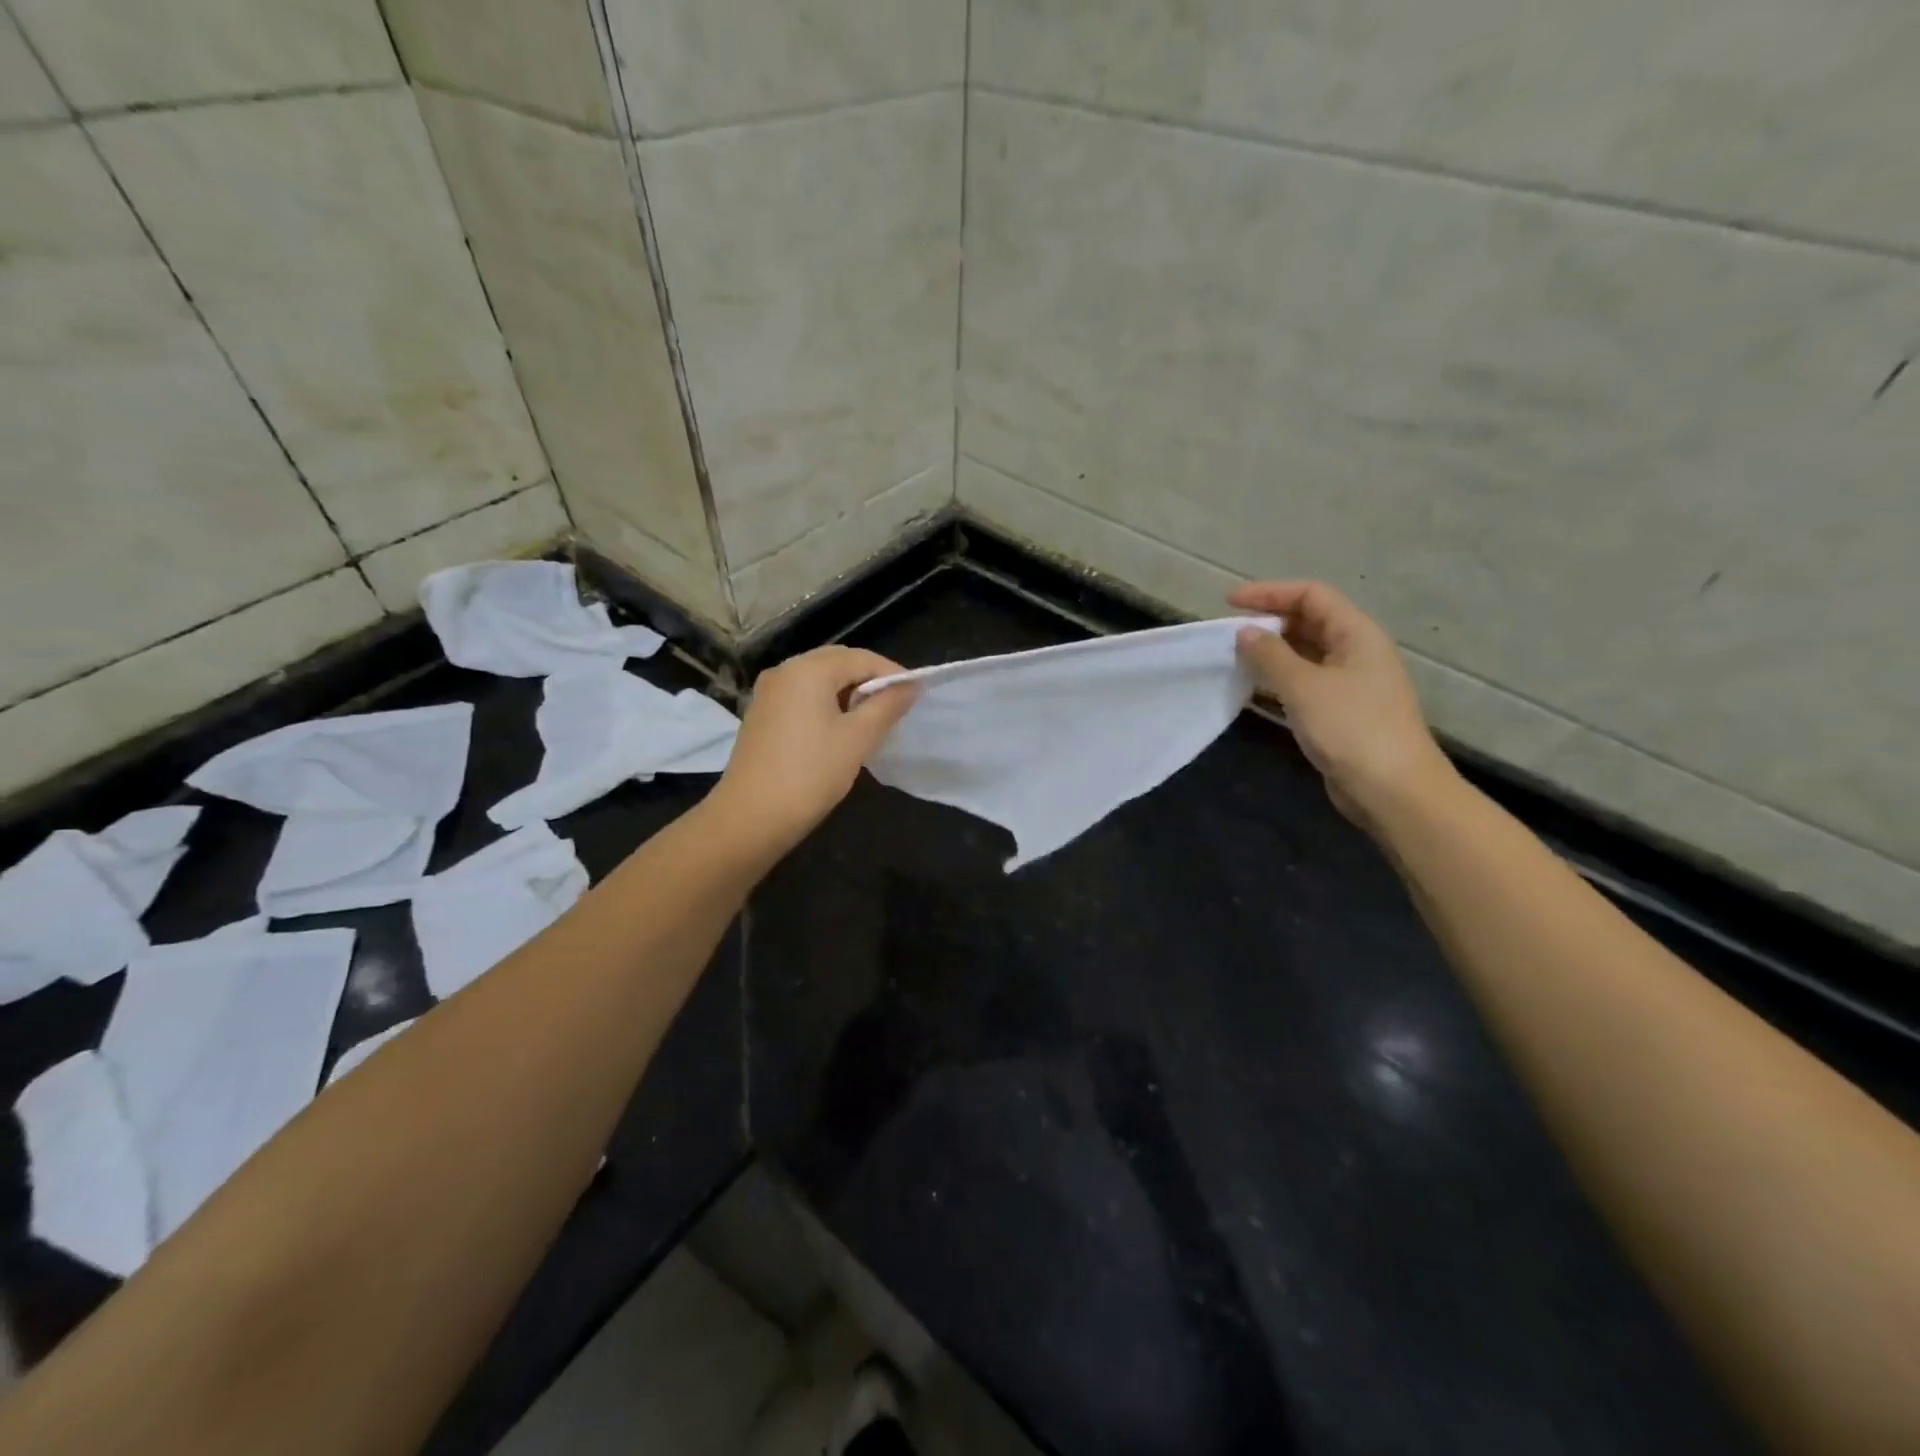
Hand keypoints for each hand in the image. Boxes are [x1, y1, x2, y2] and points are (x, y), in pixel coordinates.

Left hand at [710, 646, 917, 853]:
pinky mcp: (761, 714)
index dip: (893, 674)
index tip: (916, 697)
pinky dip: (826, 704)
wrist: (750, 817)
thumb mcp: (858, 739)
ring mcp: (768, 692)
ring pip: (819, 680)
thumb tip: (911, 686)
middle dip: (869, 681)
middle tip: (895, 709)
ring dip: (848, 693)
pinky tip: (839, 731)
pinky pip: (802, 697)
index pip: (862, 658)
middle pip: (838, 663)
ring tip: (871, 722)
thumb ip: (887, 706)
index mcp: (808, 669)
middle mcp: (785, 671)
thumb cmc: (811, 774)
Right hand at [1229, 581, 1453, 829]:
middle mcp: (1356, 651)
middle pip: (1309, 621)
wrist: (1393, 790)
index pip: (1311, 595)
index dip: (1269, 593)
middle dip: (1269, 621)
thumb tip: (1244, 632)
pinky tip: (1253, 689)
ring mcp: (1351, 683)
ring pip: (1306, 654)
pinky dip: (1278, 679)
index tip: (1229, 602)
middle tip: (1229, 633)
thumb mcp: (1304, 686)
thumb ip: (1270, 655)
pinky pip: (1305, 682)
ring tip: (1234, 658)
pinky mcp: (1341, 711)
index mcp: (1357, 634)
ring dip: (1271, 652)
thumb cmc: (1351, 729)